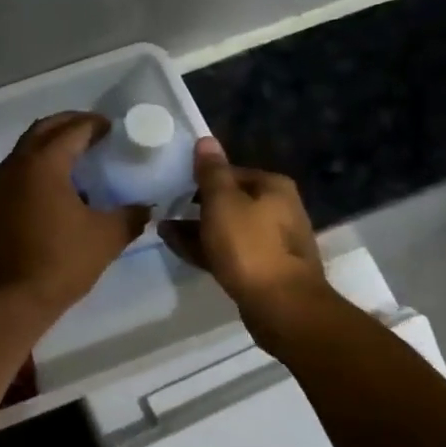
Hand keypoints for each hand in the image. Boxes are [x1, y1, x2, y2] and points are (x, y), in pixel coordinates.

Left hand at [0, 113, 148, 317]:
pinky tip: (61, 185)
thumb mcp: (106, 237)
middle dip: (70, 125)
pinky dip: (39, 165)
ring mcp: (0, 183)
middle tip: (96, 132)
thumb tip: (146, 207)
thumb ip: (130, 216)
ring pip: (27, 148)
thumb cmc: (60, 261)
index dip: (96, 125)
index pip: (73, 129)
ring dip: (51, 144)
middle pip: (44, 129)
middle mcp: (17, 164)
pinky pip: (20, 169)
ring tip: (80, 156)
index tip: (115, 128)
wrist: (9, 299)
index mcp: (44, 163)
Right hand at [159, 138, 334, 341]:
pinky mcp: (263, 269)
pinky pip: (228, 251)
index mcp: (273, 187)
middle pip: (230, 201)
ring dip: (196, 228)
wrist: (282, 306)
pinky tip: (178, 248)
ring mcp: (272, 242)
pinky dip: (205, 248)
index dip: (201, 177)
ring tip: (163, 229)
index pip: (231, 172)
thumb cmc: (250, 246)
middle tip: (164, 208)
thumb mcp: (223, 202)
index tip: (173, 184)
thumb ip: (211, 172)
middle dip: (196, 205)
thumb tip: (206, 140)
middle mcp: (278, 209)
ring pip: (227, 228)